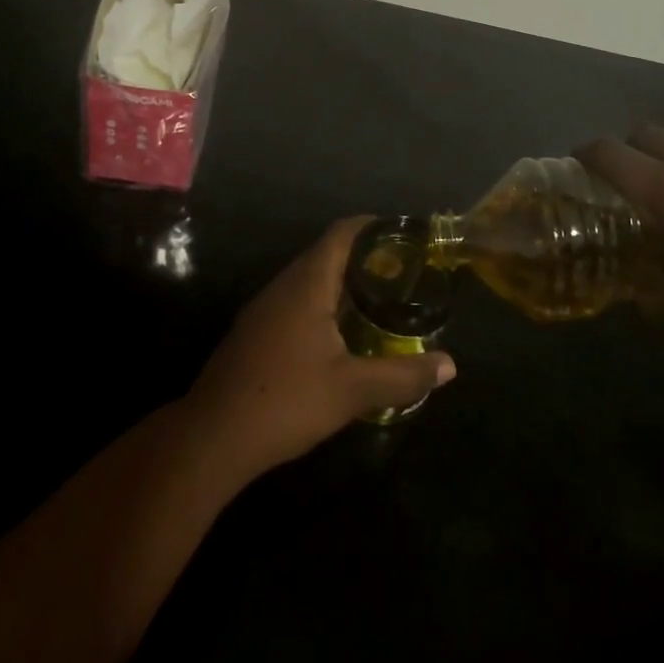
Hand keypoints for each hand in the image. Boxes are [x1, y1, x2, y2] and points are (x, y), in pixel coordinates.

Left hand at [183, 217, 455, 477]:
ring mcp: (265, 307)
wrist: (213, 436)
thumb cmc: (286, 400)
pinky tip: (339, 333)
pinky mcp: (255, 330)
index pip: (342, 234)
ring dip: (341, 281)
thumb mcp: (352, 390)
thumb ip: (403, 376)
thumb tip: (450, 366)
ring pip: (309, 278)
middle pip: (326, 253)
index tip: (402, 234)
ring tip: (377, 299)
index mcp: (307, 283)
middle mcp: (284, 284)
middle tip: (401, 272)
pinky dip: (323, 302)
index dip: (372, 226)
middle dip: (363, 256)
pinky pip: (296, 300)